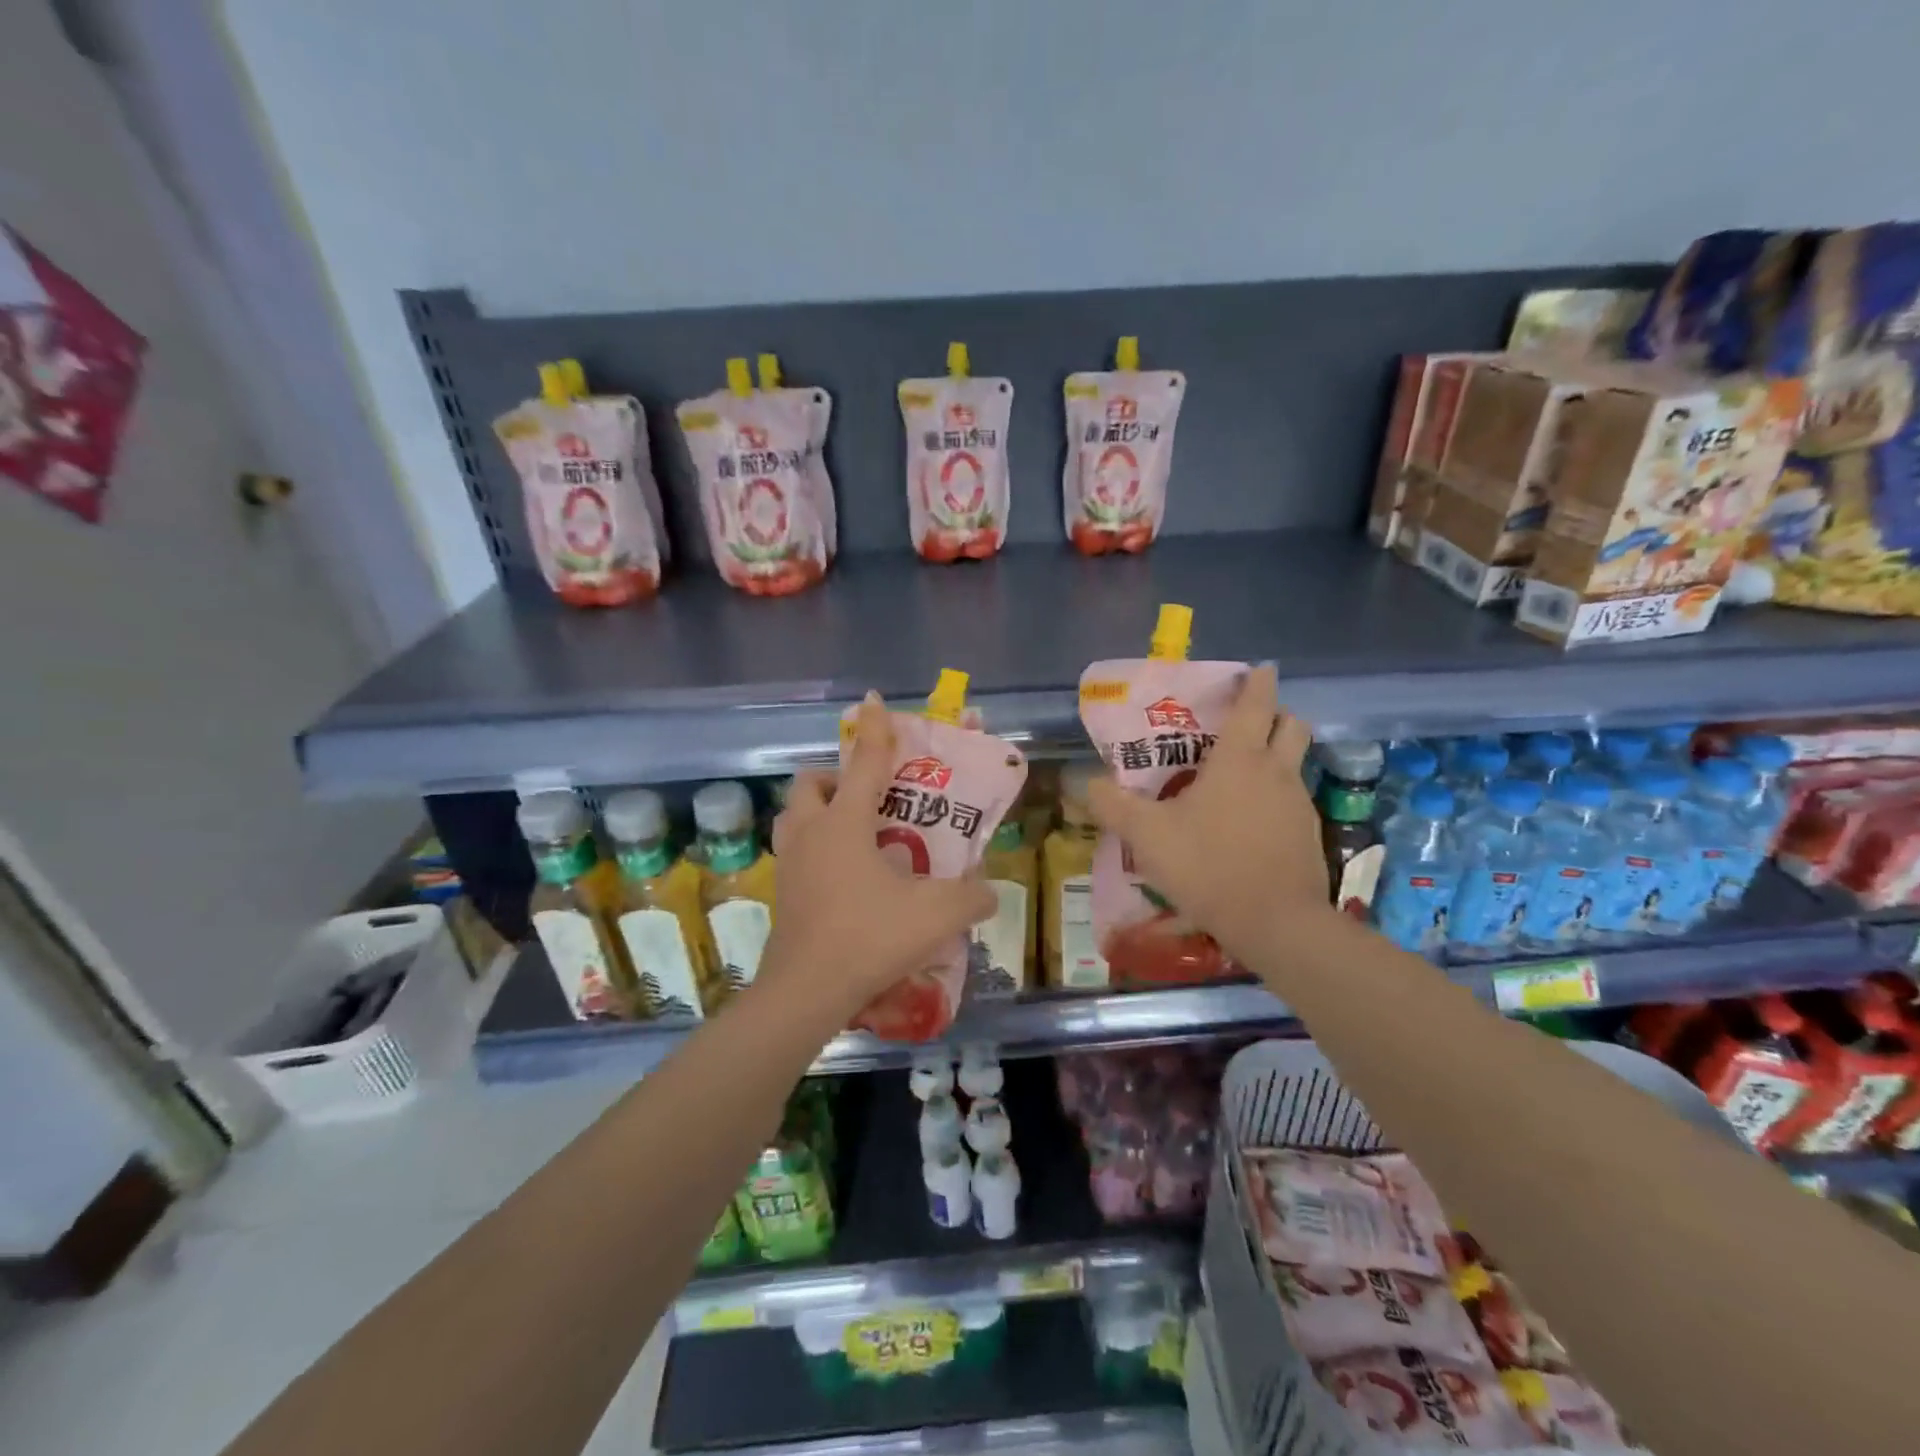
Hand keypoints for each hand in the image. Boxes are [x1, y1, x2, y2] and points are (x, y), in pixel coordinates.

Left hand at [764, 694, 995, 1015]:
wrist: (807, 991)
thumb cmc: (870, 937)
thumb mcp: (936, 914)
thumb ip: (971, 897)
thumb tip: (989, 890)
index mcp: (844, 824)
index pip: (864, 764)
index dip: (875, 731)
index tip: (874, 701)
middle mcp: (810, 834)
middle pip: (810, 784)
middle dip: (835, 777)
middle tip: (867, 795)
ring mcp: (789, 864)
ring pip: (793, 817)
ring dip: (817, 810)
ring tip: (851, 829)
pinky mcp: (783, 894)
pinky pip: (794, 852)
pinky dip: (814, 848)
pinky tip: (844, 875)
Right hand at [1086, 665, 1331, 963]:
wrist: (1275, 923)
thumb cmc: (1208, 865)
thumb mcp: (1147, 835)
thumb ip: (1112, 805)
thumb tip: (1084, 782)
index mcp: (1239, 759)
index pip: (1256, 704)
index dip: (1258, 682)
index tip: (1259, 668)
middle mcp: (1276, 772)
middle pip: (1292, 724)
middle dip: (1276, 715)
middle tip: (1248, 723)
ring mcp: (1298, 804)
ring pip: (1296, 763)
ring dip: (1277, 757)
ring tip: (1242, 777)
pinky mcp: (1310, 835)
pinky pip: (1294, 800)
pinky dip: (1277, 797)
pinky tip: (1252, 823)